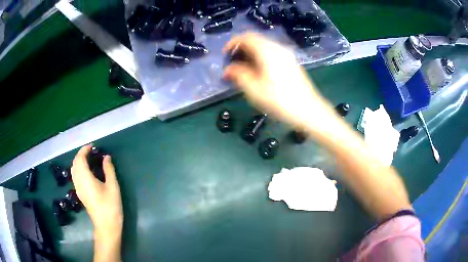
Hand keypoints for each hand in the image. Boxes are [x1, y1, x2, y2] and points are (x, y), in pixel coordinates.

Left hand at [71, 145, 122, 240]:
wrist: (106, 226)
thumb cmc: (110, 206)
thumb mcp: (113, 187)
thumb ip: (108, 170)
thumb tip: (106, 157)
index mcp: (85, 178)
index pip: (80, 158)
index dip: (85, 150)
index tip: (93, 146)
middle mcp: (78, 181)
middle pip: (75, 163)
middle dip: (81, 154)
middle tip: (92, 152)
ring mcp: (78, 188)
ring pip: (74, 169)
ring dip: (79, 161)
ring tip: (89, 159)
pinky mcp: (79, 194)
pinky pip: (75, 176)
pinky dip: (79, 169)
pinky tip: (87, 172)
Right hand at [223, 33, 335, 127]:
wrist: (309, 111)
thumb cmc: (279, 100)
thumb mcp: (253, 89)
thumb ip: (238, 74)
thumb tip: (228, 69)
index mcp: (267, 51)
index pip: (247, 37)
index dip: (233, 43)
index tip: (225, 55)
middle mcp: (278, 48)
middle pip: (256, 40)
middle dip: (241, 49)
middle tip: (233, 64)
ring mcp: (287, 55)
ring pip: (264, 47)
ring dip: (251, 54)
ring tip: (243, 70)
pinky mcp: (292, 63)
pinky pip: (272, 54)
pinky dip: (261, 58)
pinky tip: (259, 72)